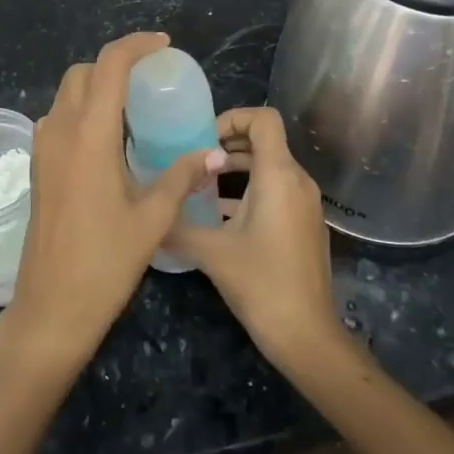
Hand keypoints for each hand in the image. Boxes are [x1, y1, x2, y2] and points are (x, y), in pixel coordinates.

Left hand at [2, 33, 221, 371]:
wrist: (50, 308)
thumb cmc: (104, 263)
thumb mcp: (152, 218)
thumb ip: (182, 176)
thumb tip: (213, 152)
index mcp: (89, 135)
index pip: (109, 65)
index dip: (135, 46)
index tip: (163, 46)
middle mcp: (60, 130)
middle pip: (83, 73)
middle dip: (116, 64)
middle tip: (152, 80)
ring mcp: (43, 148)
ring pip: (67, 94)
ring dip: (97, 87)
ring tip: (135, 109)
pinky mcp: (39, 166)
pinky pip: (60, 118)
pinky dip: (84, 111)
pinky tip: (111, 140)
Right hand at [167, 107, 343, 372]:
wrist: (307, 336)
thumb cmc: (261, 283)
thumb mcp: (211, 251)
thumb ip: (176, 226)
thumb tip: (146, 213)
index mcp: (278, 175)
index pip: (264, 118)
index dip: (233, 117)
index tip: (203, 138)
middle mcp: (298, 181)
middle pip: (265, 140)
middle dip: (228, 142)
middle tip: (193, 158)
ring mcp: (305, 204)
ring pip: (270, 167)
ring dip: (237, 168)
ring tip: (201, 185)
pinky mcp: (305, 224)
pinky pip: (277, 190)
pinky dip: (250, 190)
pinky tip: (220, 216)